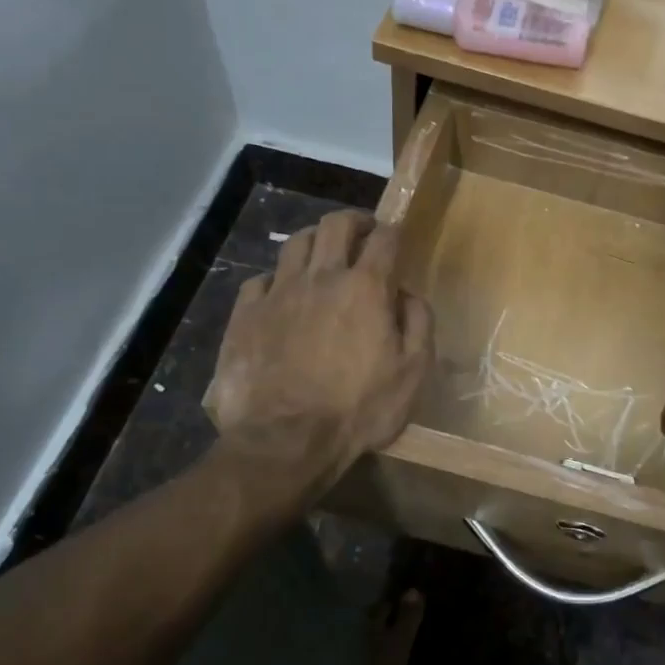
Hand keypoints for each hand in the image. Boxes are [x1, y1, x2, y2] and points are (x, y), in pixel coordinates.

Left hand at [203, 211, 433, 512]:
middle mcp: (321, 277)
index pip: (384, 238)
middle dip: (354, 222)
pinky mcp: (246, 315)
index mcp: (365, 288)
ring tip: (323, 258)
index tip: (396, 238)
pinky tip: (282, 296)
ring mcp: (278, 293)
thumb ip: (418, 323)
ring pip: (296, 243)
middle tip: (362, 235)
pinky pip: (260, 279)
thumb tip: (407, 294)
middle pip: (335, 224)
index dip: (393, 231)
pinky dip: (277, 280)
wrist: (285, 442)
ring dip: (316, 242)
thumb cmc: (359, 410)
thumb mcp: (412, 372)